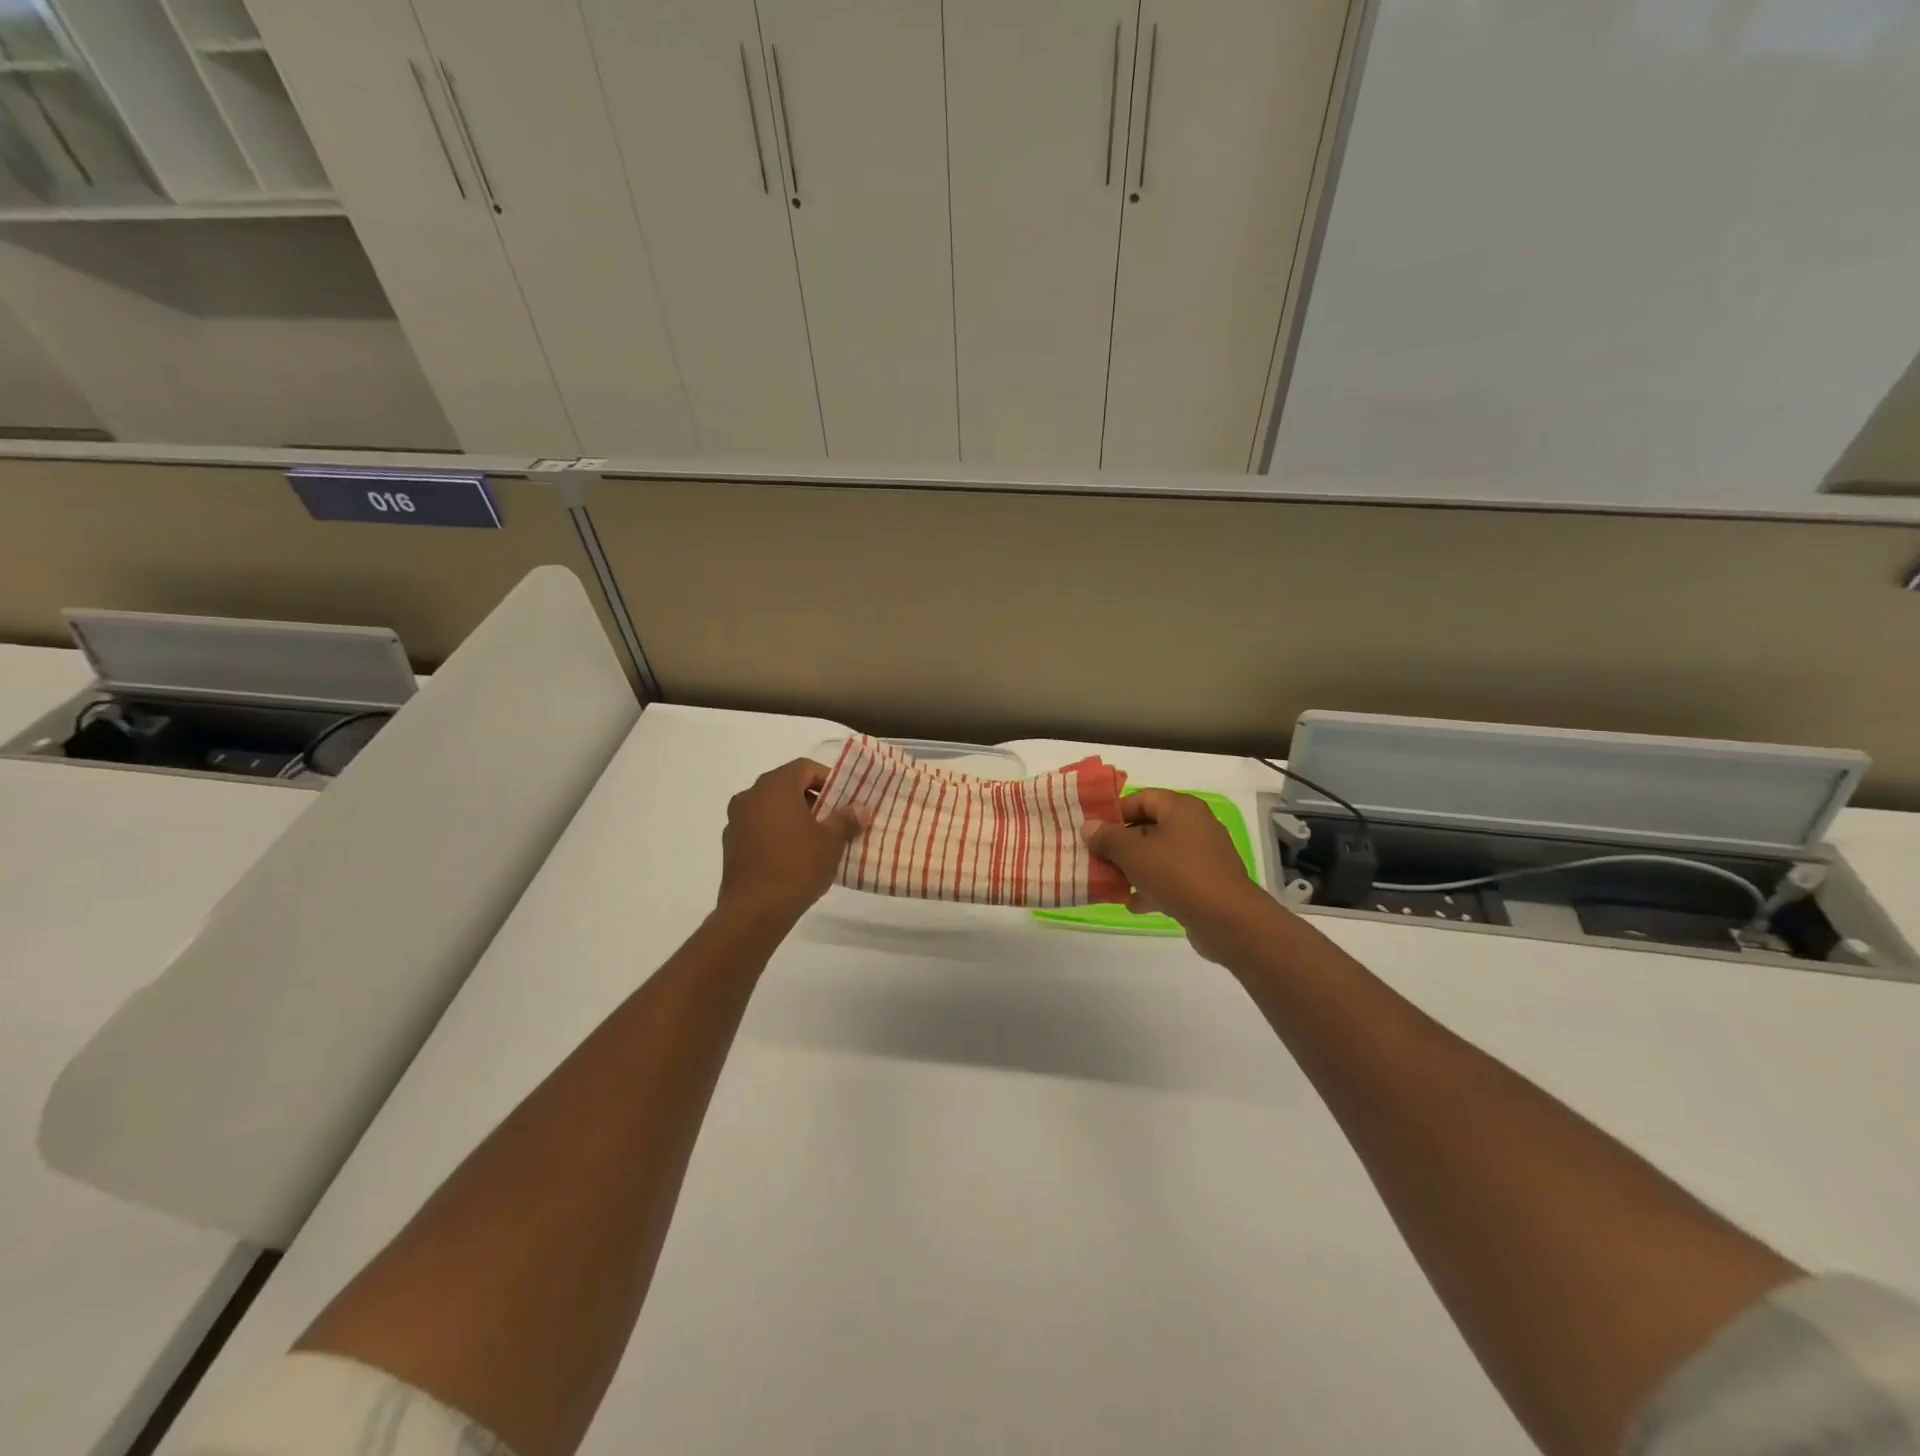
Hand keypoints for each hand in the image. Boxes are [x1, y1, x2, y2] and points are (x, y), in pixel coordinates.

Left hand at [717, 759, 866, 925]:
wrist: (754, 911)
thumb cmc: (797, 866)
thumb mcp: (831, 841)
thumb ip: (846, 819)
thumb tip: (860, 808)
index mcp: (774, 787)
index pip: (804, 768)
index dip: (828, 779)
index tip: (844, 798)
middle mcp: (750, 796)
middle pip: (786, 786)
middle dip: (812, 799)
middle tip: (834, 818)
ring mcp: (736, 821)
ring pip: (771, 808)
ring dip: (794, 816)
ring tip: (816, 839)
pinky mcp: (730, 845)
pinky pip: (759, 828)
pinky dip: (777, 833)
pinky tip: (793, 856)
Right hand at [1080, 789, 1282, 963]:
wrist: (1228, 920)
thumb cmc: (1178, 875)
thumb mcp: (1134, 854)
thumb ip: (1108, 838)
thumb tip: (1088, 826)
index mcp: (1181, 809)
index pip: (1142, 798)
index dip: (1116, 812)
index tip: (1093, 830)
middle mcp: (1195, 826)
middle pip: (1149, 827)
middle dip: (1120, 844)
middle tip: (1096, 858)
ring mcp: (1202, 857)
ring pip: (1159, 855)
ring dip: (1133, 868)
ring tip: (1110, 882)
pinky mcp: (1205, 884)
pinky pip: (1171, 879)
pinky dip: (1152, 888)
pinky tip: (1133, 904)